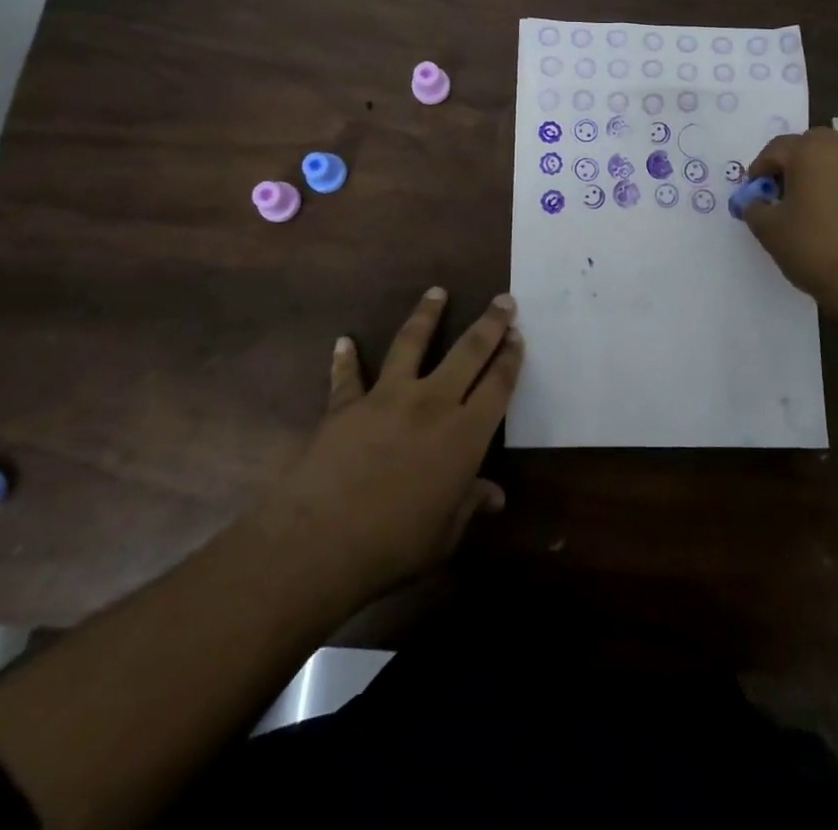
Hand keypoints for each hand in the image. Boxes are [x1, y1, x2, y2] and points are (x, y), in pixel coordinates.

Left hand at [267, 287, 523, 604]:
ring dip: (427, 315)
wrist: (319, 542)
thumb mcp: (444, 535)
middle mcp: (432, 403)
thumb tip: (494, 497)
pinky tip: (343, 341)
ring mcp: (387, 397)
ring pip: (412, 343)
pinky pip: (347, 376)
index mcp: (464, 434)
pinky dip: (345, 358)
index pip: (497, 385)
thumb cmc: (394, 546)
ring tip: (437, 292)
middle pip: (468, 351)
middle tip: (503, 299)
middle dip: (490, 323)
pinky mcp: (347, 405)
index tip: (518, 335)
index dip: (510, 359)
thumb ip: (469, 506)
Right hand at [741, 127, 837, 324]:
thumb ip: (755, 208)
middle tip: (781, 193)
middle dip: (792, 163)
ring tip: (809, 206)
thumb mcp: (770, 231)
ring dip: (819, 173)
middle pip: (810, 145)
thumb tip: (757, 201)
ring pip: (836, 159)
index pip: (776, 148)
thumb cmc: (816, 248)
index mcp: (810, 151)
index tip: (755, 194)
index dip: (759, 169)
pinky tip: (835, 217)